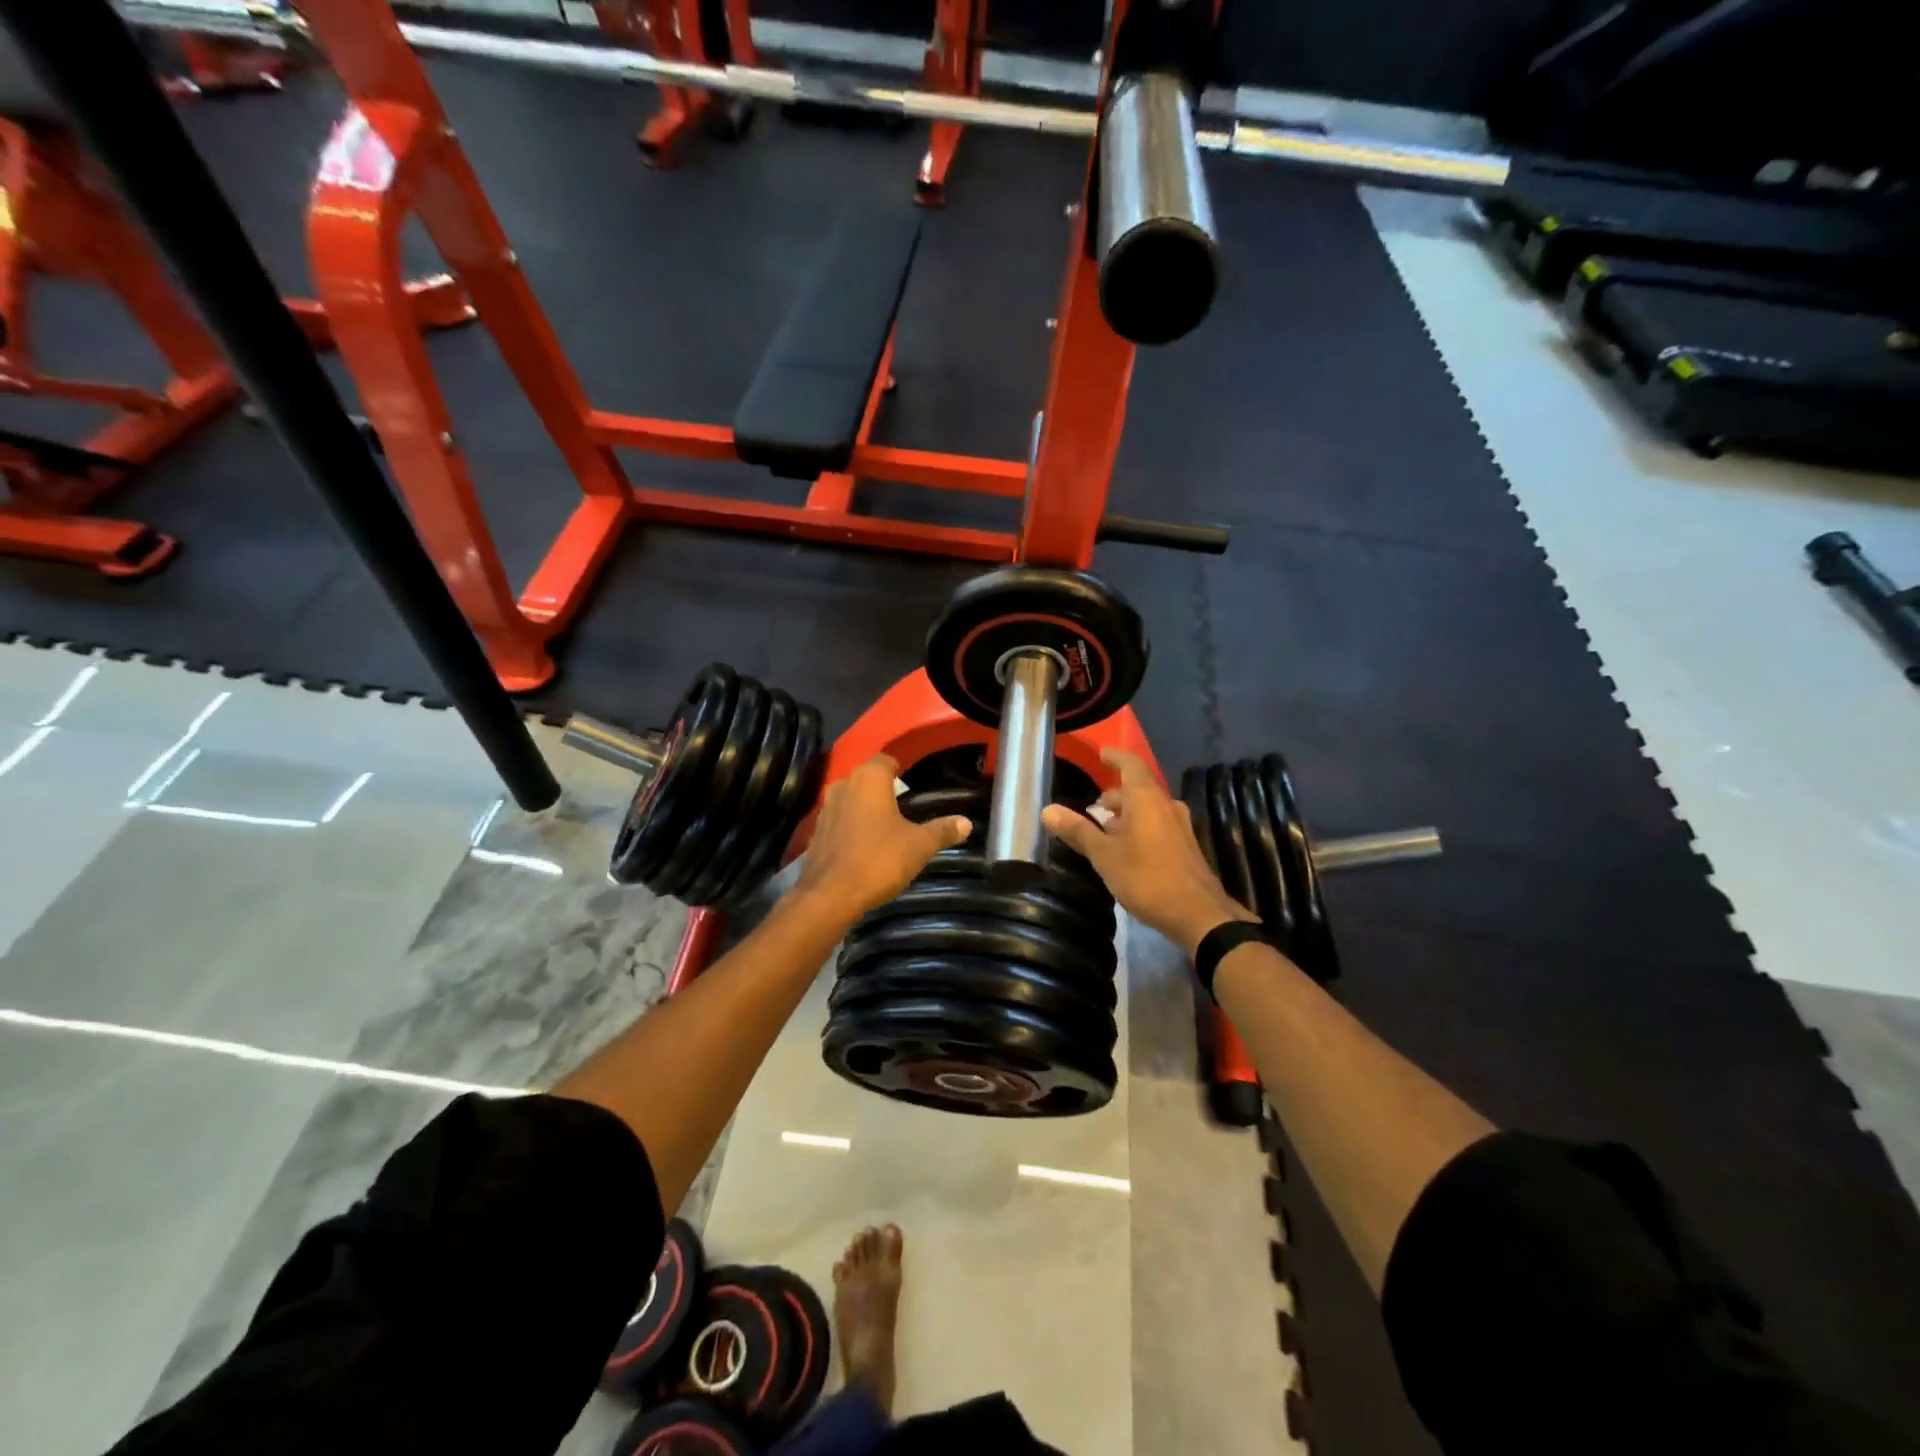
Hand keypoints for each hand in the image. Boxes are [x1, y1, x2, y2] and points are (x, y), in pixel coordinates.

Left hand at [794, 755, 970, 925]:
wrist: (830, 896)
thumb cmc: (878, 860)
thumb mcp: (919, 846)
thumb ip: (942, 831)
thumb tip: (966, 823)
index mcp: (868, 779)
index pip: (885, 760)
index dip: (899, 770)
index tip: (913, 784)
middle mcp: (843, 786)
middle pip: (867, 780)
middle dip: (884, 791)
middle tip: (906, 808)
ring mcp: (825, 810)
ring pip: (851, 801)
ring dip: (866, 810)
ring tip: (888, 829)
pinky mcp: (815, 834)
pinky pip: (840, 823)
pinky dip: (852, 829)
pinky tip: (866, 848)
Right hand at [1042, 748, 1256, 956]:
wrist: (1198, 913)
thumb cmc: (1146, 877)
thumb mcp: (1104, 855)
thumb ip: (1078, 830)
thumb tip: (1047, 810)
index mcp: (1146, 798)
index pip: (1130, 764)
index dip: (1115, 757)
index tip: (1101, 753)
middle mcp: (1166, 804)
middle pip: (1138, 788)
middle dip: (1115, 794)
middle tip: (1093, 806)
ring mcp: (1179, 825)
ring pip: (1148, 808)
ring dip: (1127, 813)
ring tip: (1105, 829)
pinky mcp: (1185, 845)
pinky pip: (1158, 824)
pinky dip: (1139, 826)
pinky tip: (1127, 848)